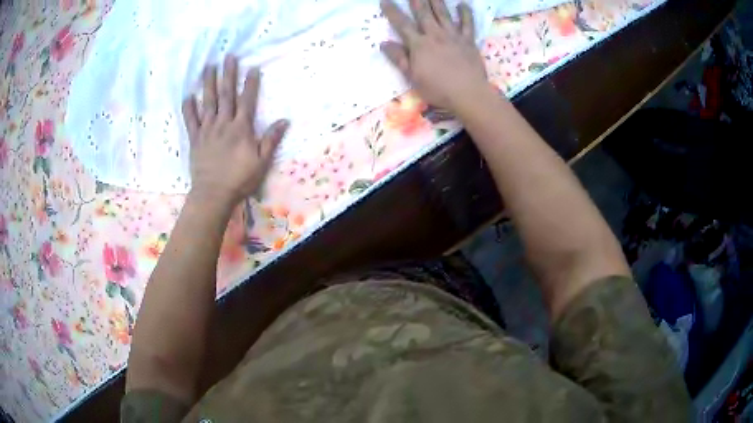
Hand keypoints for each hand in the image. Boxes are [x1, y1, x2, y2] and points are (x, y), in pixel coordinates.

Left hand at [182, 55, 288, 205]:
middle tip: (228, 57)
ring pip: (208, 102)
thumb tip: (285, 121)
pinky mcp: (195, 139)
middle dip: (228, 74)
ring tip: (209, 67)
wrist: (214, 194)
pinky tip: (188, 96)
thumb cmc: (240, 179)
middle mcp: (223, 123)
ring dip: (208, 83)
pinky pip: (191, 120)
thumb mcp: (261, 161)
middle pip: (226, 94)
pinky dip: (189, 108)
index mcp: (241, 128)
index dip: (250, 83)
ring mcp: (207, 130)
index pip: (247, 100)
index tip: (252, 67)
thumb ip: (271, 139)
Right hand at [380, 0, 489, 111]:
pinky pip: (467, 24)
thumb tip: (384, 43)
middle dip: (416, 1)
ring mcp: (453, 36)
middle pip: (424, 14)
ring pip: (443, 14)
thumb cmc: (438, 89)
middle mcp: (435, 35)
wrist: (468, 93)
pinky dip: (465, 13)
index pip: (402, 25)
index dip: (392, 12)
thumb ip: (399, 59)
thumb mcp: (412, 77)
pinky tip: (462, 5)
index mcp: (419, 45)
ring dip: (437, 2)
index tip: (385, 1)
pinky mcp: (468, 41)